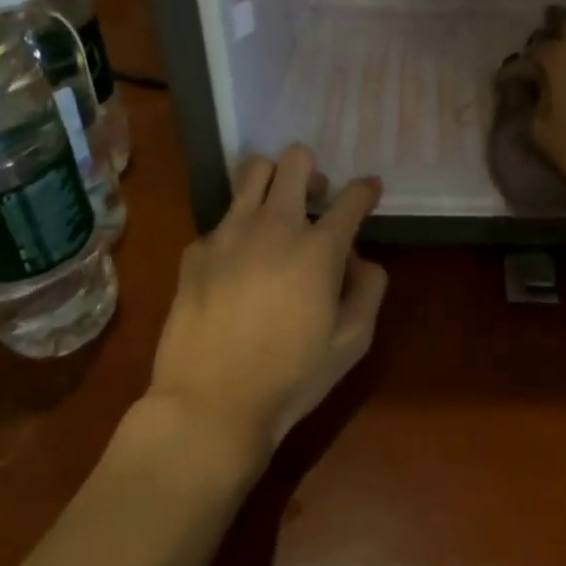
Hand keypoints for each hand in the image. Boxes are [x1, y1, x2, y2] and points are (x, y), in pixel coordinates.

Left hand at [147, 145, 386, 463]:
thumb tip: (358, 259)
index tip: (369, 190)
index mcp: (318, 247)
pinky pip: (221, 221)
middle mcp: (274, 225)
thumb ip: (369, 289)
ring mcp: (229, 233)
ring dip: (272, 181)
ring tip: (274, 211)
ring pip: (252, 172)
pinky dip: (236, 230)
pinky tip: (236, 264)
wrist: (210, 404)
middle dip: (311, 170)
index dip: (366, 189)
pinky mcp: (195, 250)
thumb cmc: (291, 377)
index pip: (352, 197)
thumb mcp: (352, 342)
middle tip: (314, 197)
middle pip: (295, 161)